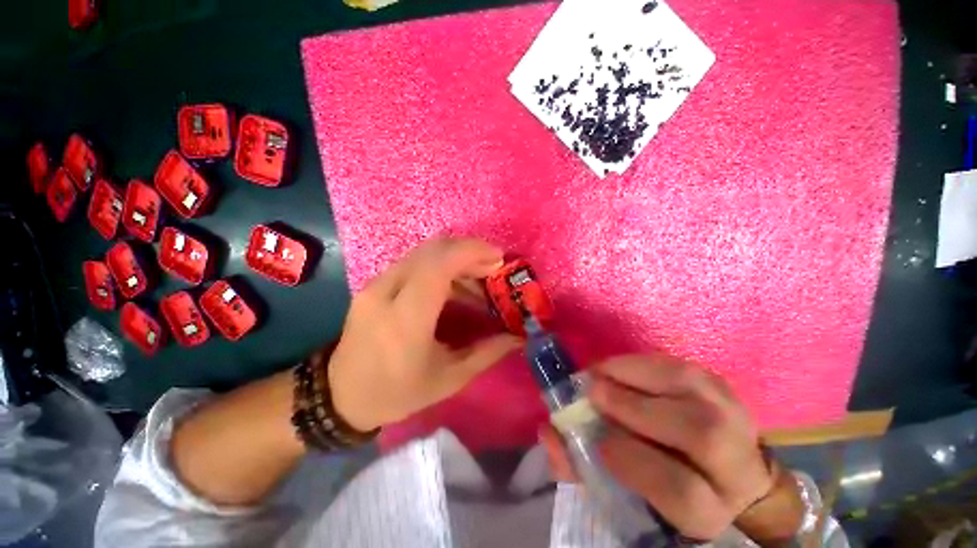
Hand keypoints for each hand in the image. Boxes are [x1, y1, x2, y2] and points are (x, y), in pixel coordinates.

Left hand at [327, 237, 520, 431]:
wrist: (341, 394)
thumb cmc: (397, 393)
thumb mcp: (449, 379)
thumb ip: (487, 353)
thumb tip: (518, 337)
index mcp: (405, 320)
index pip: (438, 266)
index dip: (472, 253)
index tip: (499, 258)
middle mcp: (386, 292)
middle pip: (432, 250)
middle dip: (469, 251)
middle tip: (494, 267)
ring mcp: (375, 284)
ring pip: (424, 252)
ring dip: (456, 258)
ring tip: (479, 278)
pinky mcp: (374, 284)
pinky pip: (414, 262)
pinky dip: (441, 265)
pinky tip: (455, 285)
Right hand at [542, 355, 792, 540]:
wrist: (720, 469)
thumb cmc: (659, 484)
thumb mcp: (623, 494)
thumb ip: (580, 468)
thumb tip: (549, 433)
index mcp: (711, 510)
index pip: (683, 492)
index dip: (634, 462)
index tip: (599, 442)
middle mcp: (735, 464)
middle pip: (697, 433)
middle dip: (633, 407)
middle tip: (592, 392)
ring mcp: (734, 417)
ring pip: (690, 387)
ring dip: (635, 374)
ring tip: (600, 374)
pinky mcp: (722, 387)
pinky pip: (680, 365)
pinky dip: (642, 362)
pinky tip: (619, 367)